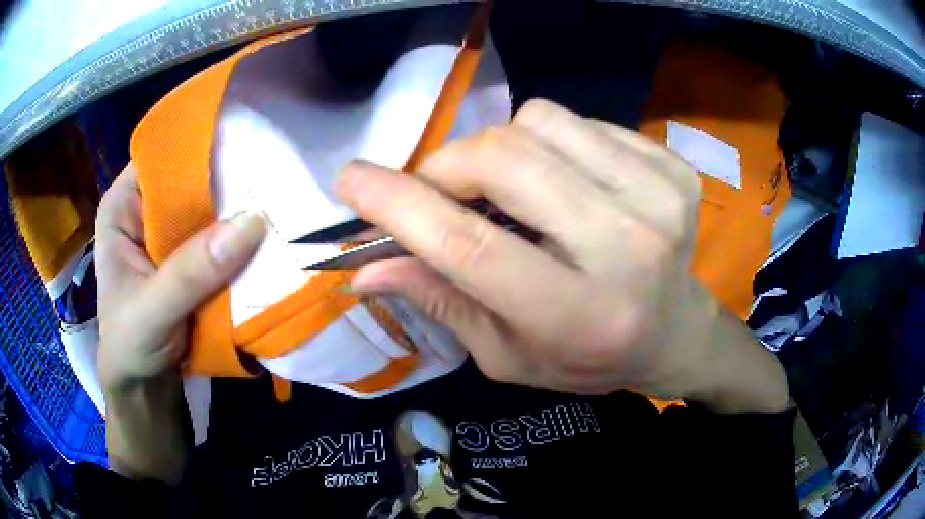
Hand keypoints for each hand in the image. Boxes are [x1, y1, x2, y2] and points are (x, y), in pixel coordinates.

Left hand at [95, 165, 265, 393]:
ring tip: (283, 196)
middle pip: (192, 179)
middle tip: (277, 169)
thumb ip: (191, 272)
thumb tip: (253, 221)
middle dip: (230, 177)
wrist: (145, 391)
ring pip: (211, 209)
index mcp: (124, 204)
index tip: (249, 137)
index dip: (202, 144)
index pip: (164, 155)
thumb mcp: (151, 312)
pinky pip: (222, 239)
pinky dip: (243, 241)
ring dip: (241, 211)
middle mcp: (147, 209)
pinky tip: (269, 235)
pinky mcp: (193, 260)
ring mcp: (171, 235)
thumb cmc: (129, 348)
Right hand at [338, 100, 788, 412]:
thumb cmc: (588, 356)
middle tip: (440, 189)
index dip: (397, 205)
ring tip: (515, 190)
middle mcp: (626, 248)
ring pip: (538, 122)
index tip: (350, 180)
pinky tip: (567, 182)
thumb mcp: (508, 355)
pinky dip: (553, 142)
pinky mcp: (671, 167)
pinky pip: (581, 120)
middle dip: (447, 165)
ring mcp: (657, 197)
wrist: (675, 331)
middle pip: (504, 160)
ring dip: (502, 148)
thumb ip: (441, 304)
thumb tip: (366, 269)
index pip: (469, 246)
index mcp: (578, 314)